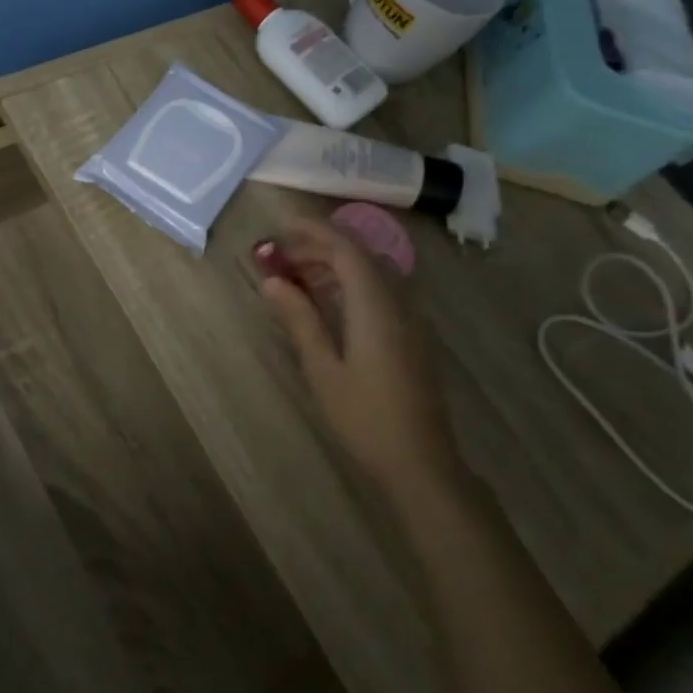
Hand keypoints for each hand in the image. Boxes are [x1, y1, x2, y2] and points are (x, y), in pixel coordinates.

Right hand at [259, 218, 462, 493]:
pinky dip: (348, 283)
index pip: (346, 249)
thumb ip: (299, 318)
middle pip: (359, 256)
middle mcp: (398, 303)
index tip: (279, 228)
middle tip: (278, 256)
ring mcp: (409, 319)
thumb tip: (271, 281)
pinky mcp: (411, 336)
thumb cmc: (365, 417)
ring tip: (294, 275)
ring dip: (333, 264)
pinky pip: (379, 292)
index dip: (312, 232)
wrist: (420, 464)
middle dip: (318, 247)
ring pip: (371, 272)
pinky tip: (325, 300)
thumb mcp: (322, 368)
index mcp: (375, 306)